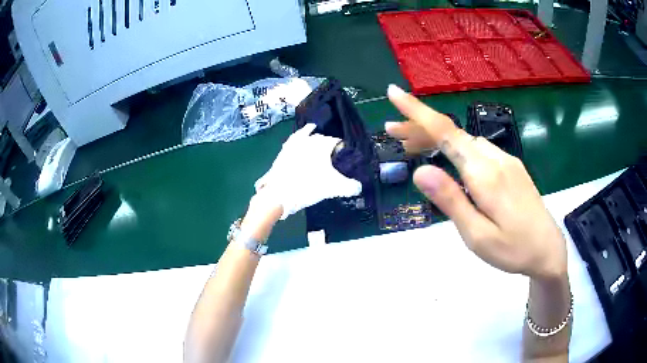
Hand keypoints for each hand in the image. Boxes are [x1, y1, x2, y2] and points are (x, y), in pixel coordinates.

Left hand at [255, 123, 362, 219]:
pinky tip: (303, 136)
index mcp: (323, 145)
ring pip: (309, 136)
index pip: (337, 142)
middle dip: (330, 145)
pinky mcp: (285, 149)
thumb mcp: (333, 188)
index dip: (343, 149)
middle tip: (334, 157)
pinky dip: (302, 135)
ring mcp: (295, 143)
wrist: (279, 194)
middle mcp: (310, 140)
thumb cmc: (308, 187)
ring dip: (316, 139)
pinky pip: (296, 138)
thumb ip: (350, 187)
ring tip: (321, 144)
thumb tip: (359, 187)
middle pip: (323, 139)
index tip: (345, 158)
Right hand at [385, 85, 566, 279]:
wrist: (548, 251)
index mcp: (484, 174)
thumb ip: (451, 201)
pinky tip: (451, 160)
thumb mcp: (476, 235)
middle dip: (420, 128)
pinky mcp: (512, 167)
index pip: (445, 133)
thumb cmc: (512, 250)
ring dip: (438, 139)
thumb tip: (420, 171)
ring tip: (414, 148)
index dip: (417, 111)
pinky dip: (458, 148)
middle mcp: (495, 158)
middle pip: (453, 133)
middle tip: (392, 133)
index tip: (394, 93)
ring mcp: (506, 160)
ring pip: (465, 140)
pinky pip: (479, 149)